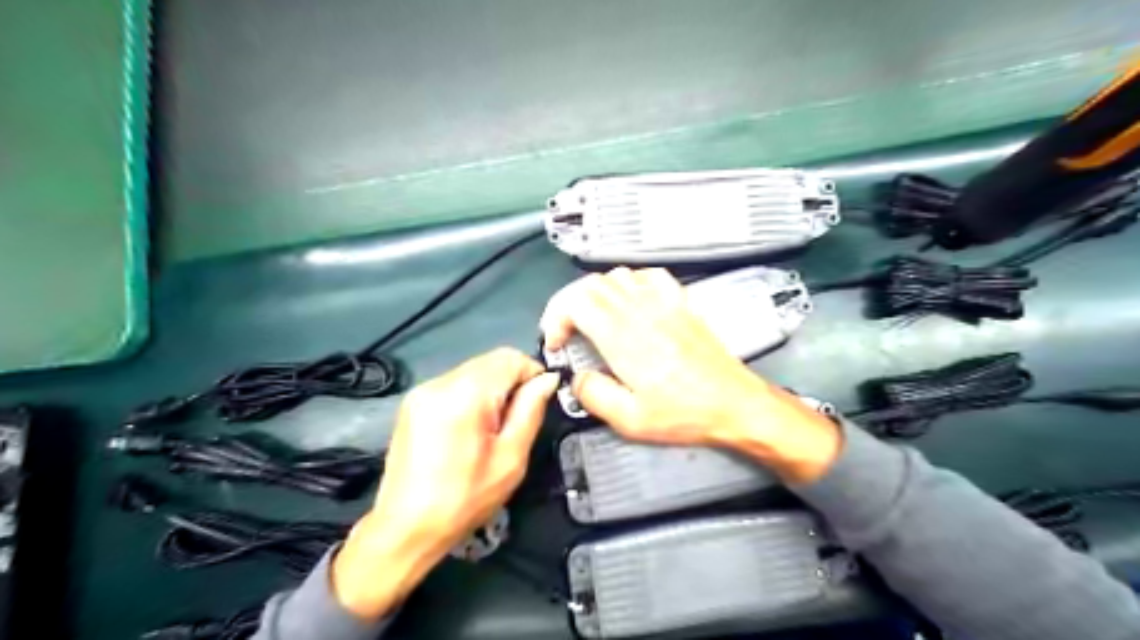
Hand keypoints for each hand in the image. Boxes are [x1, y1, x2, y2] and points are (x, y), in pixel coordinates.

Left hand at [332, 348, 558, 622]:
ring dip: (492, 389)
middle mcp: (440, 382)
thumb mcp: (510, 458)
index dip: (532, 373)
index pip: (510, 358)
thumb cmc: (464, 500)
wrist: (405, 528)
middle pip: (490, 360)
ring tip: (491, 429)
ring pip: (473, 370)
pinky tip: (470, 428)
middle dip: (512, 382)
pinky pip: (455, 383)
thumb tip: (548, 380)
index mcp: (465, 395)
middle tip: (515, 420)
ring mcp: (423, 390)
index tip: (539, 400)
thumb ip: (530, 411)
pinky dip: (472, 395)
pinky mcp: (413, 402)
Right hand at [540, 267, 840, 483]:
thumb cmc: (684, 414)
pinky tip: (632, 302)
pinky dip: (631, 282)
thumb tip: (577, 378)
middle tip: (570, 333)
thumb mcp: (630, 420)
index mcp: (622, 337)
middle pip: (591, 285)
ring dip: (597, 293)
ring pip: (617, 275)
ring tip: (595, 320)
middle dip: (569, 305)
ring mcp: (664, 302)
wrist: (735, 403)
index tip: (557, 343)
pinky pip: (649, 275)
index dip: (556, 317)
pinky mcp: (682, 302)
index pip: (575, 301)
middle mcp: (640, 311)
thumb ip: (593, 395)